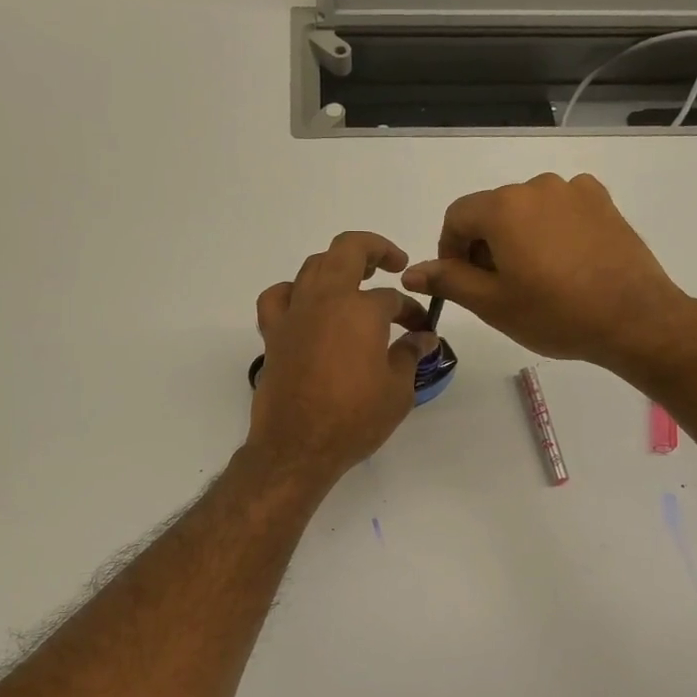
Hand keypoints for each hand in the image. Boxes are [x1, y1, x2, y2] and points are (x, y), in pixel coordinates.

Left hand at [247, 231, 437, 483]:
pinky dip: (292, 291)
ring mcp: (294, 314)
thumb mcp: (397, 391)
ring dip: (336, 265)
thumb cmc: (354, 419)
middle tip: (393, 263)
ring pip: (312, 267)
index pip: (393, 299)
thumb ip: (409, 355)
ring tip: (354, 280)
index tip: (421, 330)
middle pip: (348, 251)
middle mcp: (325, 300)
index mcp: (361, 310)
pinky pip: (277, 297)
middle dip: (375, 249)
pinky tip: (304, 303)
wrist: (298, 447)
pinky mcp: (273, 334)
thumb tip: (423, 338)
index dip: (411, 312)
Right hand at [401, 172, 687, 369]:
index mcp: (504, 206)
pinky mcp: (602, 201)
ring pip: (526, 211)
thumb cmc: (555, 314)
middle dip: (484, 246)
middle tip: (498, 290)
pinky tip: (564, 264)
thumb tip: (411, 271)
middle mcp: (537, 186)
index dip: (450, 251)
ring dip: (517, 238)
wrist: (634, 318)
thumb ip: (448, 281)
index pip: (456, 217)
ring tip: (534, 280)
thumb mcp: (492, 304)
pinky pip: (559, 210)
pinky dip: (550, 231)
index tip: (462, 283)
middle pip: (492, 211)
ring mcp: (574, 190)